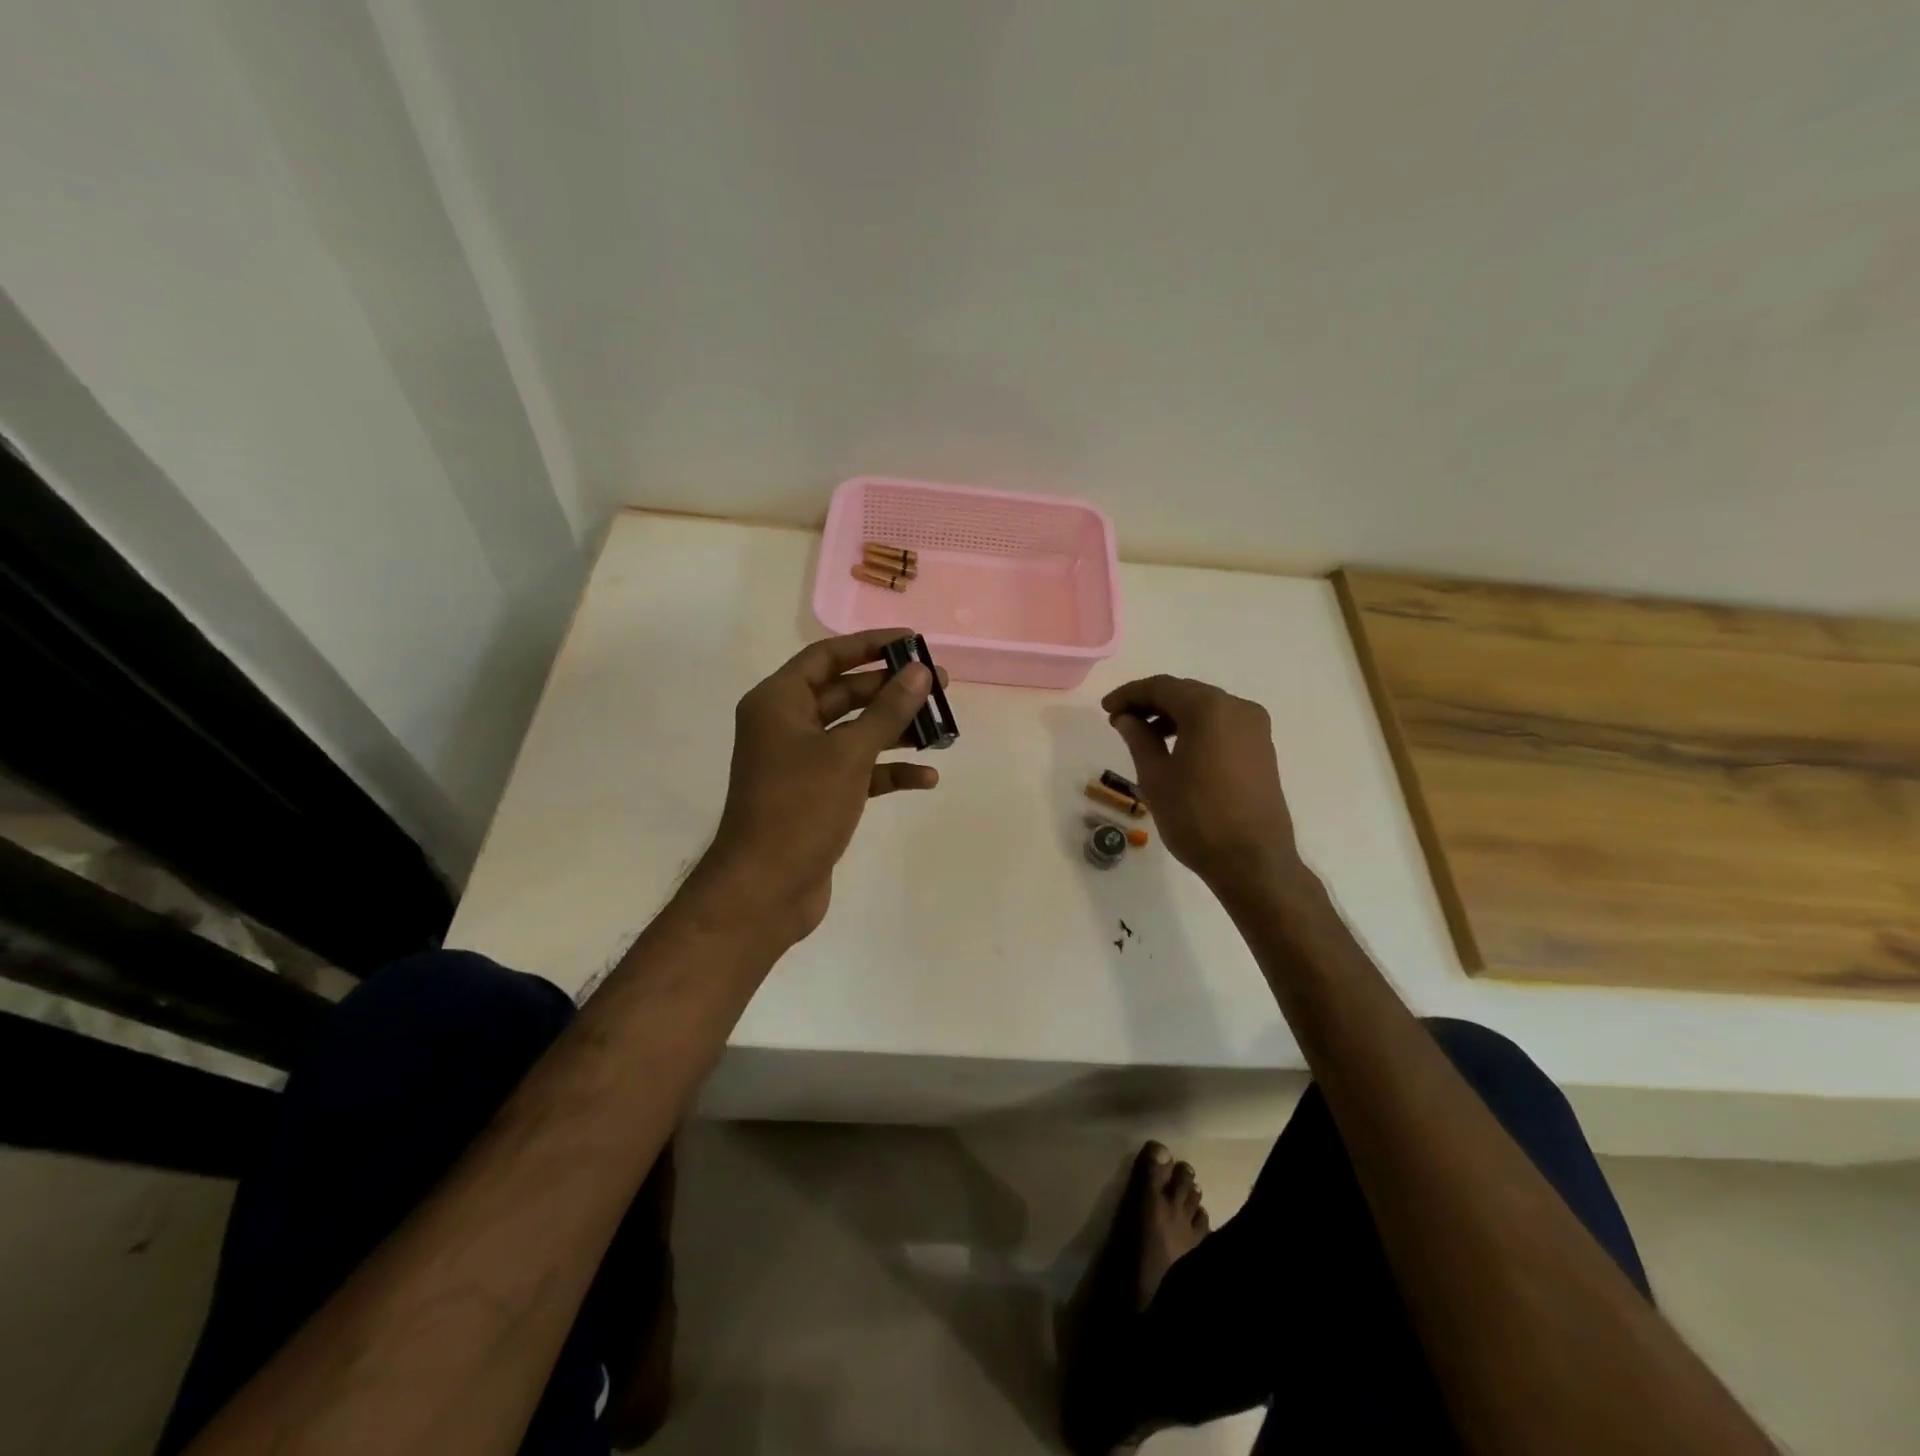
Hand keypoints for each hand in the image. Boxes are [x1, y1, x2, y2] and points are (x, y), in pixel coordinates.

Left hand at [702, 629, 944, 942]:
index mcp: (779, 702)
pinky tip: (925, 778)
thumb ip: (887, 711)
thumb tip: (921, 672)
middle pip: (844, 694)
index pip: (827, 657)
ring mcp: (801, 763)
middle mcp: (786, 726)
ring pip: (855, 733)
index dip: (870, 646)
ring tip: (941, 727)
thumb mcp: (849, 754)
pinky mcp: (817, 796)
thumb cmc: (800, 808)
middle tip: (940, 685)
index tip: (914, 641)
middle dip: (891, 690)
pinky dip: (887, 772)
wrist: (765, 889)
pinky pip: (857, 771)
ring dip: (895, 730)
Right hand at [1102, 675, 1301, 896]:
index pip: (1162, 687)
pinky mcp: (1262, 749)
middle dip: (1151, 703)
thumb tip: (1127, 718)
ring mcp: (1255, 728)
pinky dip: (1195, 729)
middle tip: (1120, 721)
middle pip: (1186, 693)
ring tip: (1144, 738)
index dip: (1129, 695)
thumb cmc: (1197, 817)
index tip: (1105, 709)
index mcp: (1210, 708)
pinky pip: (1222, 725)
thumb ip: (1139, 738)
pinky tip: (1176, 750)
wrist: (1253, 861)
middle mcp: (1238, 708)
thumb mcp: (1156, 777)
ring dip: (1173, 716)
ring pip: (1205, 708)